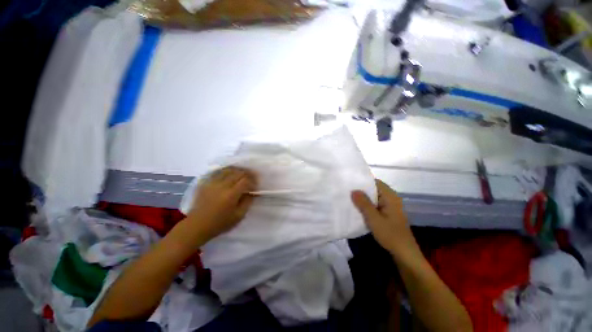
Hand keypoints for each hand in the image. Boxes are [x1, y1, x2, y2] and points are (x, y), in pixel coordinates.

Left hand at [187, 166, 256, 241]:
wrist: (197, 225)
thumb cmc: (220, 223)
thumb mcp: (238, 216)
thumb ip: (247, 202)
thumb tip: (252, 192)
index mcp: (231, 194)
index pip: (246, 180)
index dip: (253, 181)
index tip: (255, 186)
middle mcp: (222, 185)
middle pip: (238, 173)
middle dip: (248, 174)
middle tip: (252, 178)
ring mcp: (213, 182)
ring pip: (228, 170)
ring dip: (238, 170)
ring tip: (242, 174)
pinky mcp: (206, 183)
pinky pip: (218, 172)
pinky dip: (227, 171)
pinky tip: (230, 174)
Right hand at [351, 180, 419, 259]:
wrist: (404, 253)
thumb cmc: (390, 234)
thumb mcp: (374, 219)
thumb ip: (363, 204)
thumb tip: (353, 190)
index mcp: (390, 196)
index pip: (375, 182)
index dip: (363, 181)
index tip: (350, 183)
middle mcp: (391, 198)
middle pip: (374, 189)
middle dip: (361, 190)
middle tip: (347, 191)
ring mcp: (390, 206)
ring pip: (374, 197)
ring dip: (363, 198)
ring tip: (349, 198)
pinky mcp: (387, 213)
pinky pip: (375, 204)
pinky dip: (367, 205)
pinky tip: (358, 208)